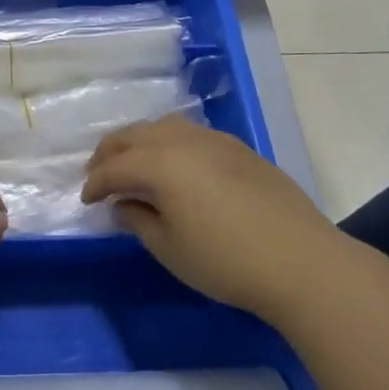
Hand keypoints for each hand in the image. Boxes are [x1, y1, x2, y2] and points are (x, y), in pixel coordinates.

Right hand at [81, 116, 346, 319]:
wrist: (302, 261)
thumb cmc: (226, 261)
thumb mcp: (170, 248)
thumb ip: (138, 220)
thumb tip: (122, 205)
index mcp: (159, 162)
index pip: (114, 167)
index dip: (95, 184)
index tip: (86, 201)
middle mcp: (182, 140)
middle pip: (133, 136)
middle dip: (110, 154)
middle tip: (99, 176)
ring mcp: (214, 140)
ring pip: (162, 127)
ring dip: (139, 143)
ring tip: (133, 166)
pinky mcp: (239, 149)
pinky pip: (189, 134)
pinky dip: (168, 144)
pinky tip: (174, 166)